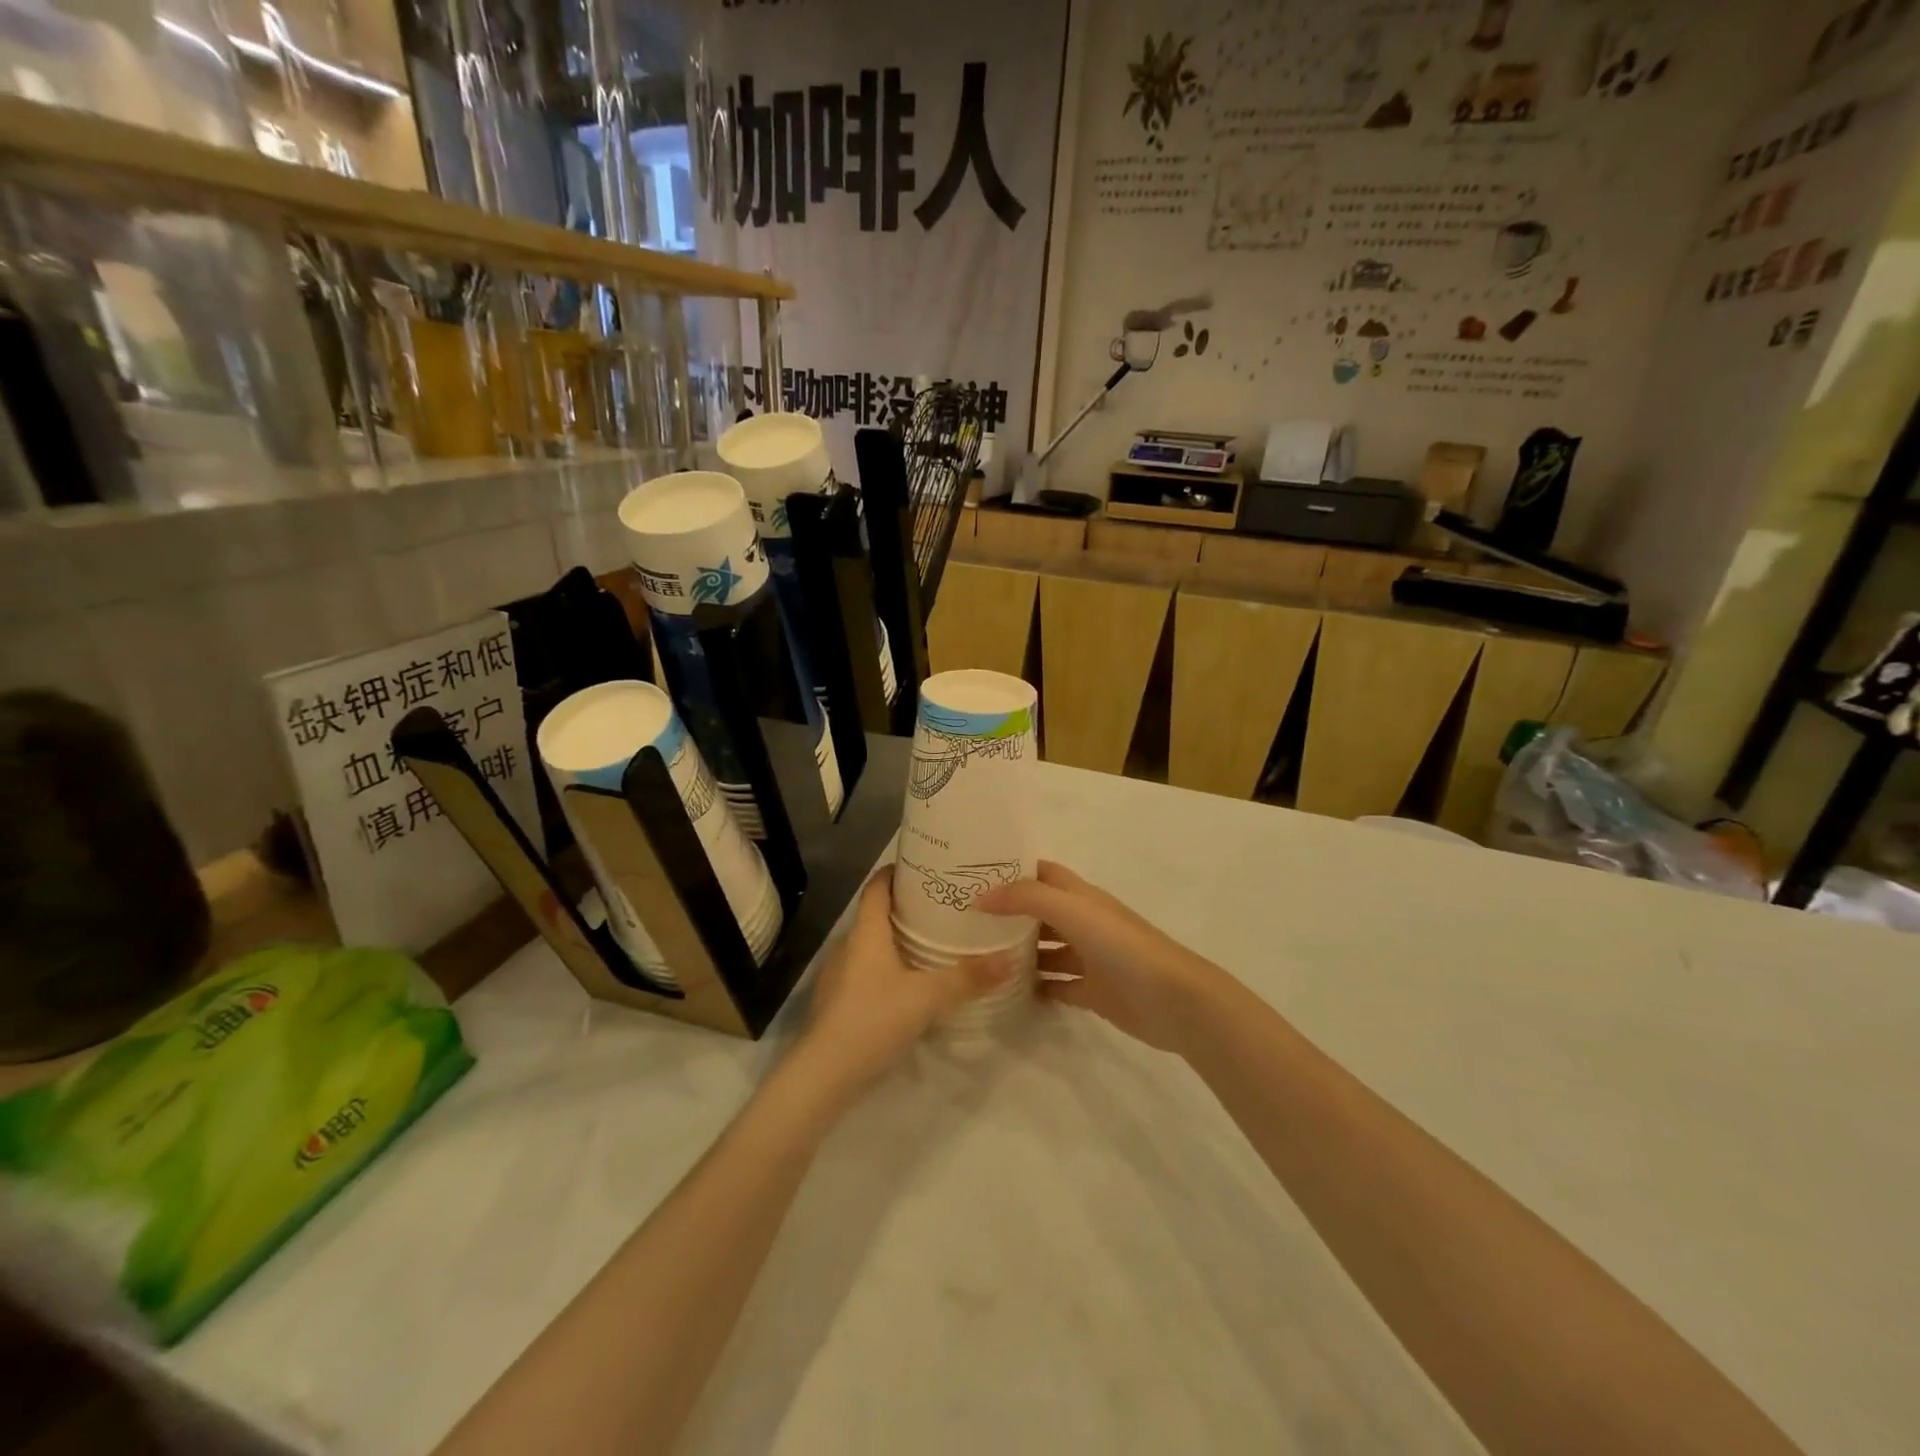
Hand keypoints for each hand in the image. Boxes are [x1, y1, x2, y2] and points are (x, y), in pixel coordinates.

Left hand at [794, 870, 1012, 1102]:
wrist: (824, 1074)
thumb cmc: (873, 1019)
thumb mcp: (927, 997)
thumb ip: (967, 978)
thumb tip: (1009, 960)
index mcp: (866, 933)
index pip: (876, 887)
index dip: (895, 872)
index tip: (923, 865)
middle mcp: (849, 946)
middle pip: (876, 914)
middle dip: (906, 907)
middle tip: (942, 905)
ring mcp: (839, 975)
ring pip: (871, 945)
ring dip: (897, 939)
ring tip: (932, 942)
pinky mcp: (839, 1001)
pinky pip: (867, 971)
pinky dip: (888, 967)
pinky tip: (909, 983)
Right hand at [976, 861, 1222, 1054]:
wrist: (1173, 1000)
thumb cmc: (1122, 946)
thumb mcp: (1072, 910)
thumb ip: (1026, 898)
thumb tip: (980, 898)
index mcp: (1081, 897)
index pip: (1042, 873)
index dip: (1012, 870)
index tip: (973, 875)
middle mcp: (1084, 922)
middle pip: (1040, 912)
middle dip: (1008, 914)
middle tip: (964, 921)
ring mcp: (1089, 958)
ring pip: (1046, 950)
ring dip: (1018, 952)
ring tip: (978, 958)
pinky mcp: (1093, 992)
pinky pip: (1057, 986)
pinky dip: (1035, 987)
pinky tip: (1008, 992)